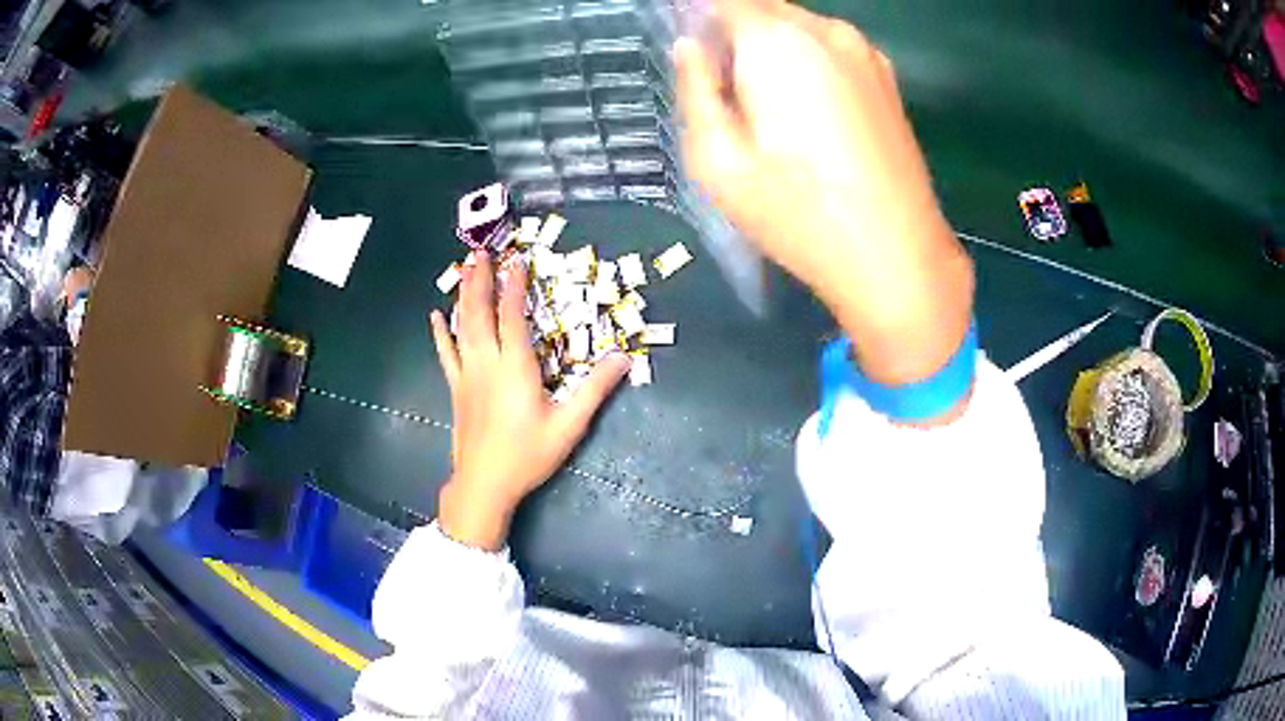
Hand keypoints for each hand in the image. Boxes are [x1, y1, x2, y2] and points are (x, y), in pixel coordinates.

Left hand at [430, 251, 630, 549]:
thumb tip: (624, 358)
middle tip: (481, 252)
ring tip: (464, 269)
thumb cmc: (528, 455)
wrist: (485, 484)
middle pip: (480, 312)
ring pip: (462, 326)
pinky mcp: (457, 388)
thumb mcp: (568, 425)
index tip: (517, 261)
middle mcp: (487, 363)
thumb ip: (595, 389)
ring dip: (463, 295)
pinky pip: (446, 353)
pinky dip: (441, 332)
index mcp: (515, 368)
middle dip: (481, 280)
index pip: (513, 316)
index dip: (514, 286)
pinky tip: (435, 316)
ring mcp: (467, 375)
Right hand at [676, 0, 972, 386]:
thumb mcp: (717, 161)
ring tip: (768, 111)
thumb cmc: (798, 214)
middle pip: (760, 9)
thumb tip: (690, 47)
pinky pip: (829, 48)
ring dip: (770, 50)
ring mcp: (864, 51)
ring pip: (797, 27)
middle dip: (733, 35)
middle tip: (724, 92)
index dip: (697, 17)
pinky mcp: (886, 77)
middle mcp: (825, 30)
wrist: (897, 257)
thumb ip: (695, 89)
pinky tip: (809, 116)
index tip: (693, 57)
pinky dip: (805, 62)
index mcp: (777, 41)